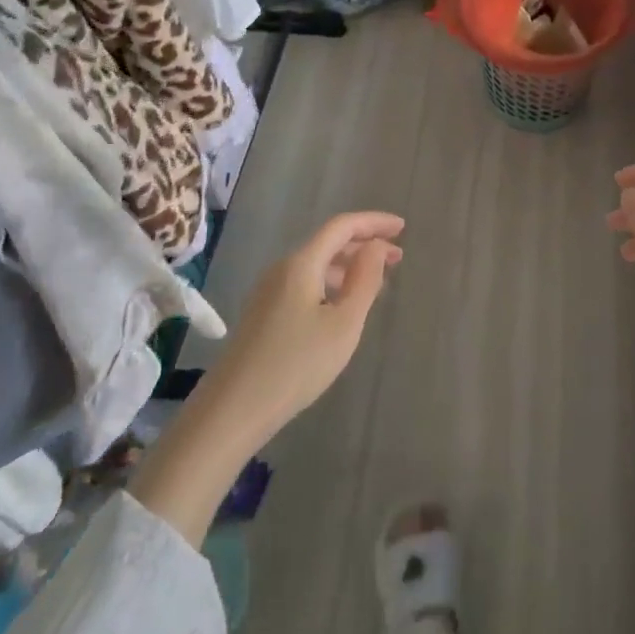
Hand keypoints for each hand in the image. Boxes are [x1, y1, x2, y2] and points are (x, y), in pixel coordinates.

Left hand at [204, 211, 406, 444]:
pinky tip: (343, 305)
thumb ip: (365, 280)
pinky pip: (305, 283)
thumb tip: (376, 247)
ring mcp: (269, 292)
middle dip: (364, 244)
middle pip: (328, 242)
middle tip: (398, 258)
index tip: (402, 227)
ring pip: (316, 264)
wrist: (232, 411)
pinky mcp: (263, 314)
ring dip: (348, 266)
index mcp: (302, 263)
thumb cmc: (296, 365)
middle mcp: (283, 269)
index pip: (342, 226)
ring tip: (377, 282)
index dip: (374, 222)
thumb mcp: (343, 324)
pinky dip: (331, 283)